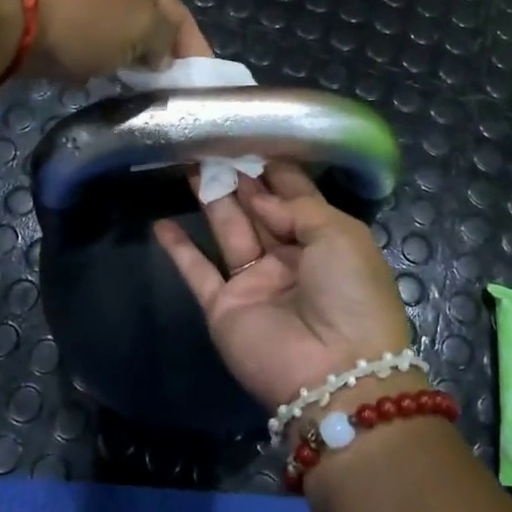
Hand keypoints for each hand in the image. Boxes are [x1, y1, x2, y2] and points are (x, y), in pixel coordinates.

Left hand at [10, 0, 212, 80]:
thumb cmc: (83, 17)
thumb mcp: (141, 25)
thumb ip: (165, 39)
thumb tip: (162, 56)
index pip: (176, 10)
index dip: (194, 46)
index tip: (201, 82)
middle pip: (141, 20)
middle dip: (155, 55)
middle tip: (163, 91)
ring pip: (107, 33)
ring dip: (120, 61)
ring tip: (127, 91)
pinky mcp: (34, 15)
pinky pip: (75, 43)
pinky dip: (87, 62)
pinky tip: (85, 81)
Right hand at [155, 162, 414, 410]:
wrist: (335, 372)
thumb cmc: (350, 294)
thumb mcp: (340, 235)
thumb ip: (298, 207)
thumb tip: (262, 197)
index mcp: (325, 242)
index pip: (296, 198)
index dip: (276, 172)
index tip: (253, 140)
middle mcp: (289, 259)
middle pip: (260, 211)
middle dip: (241, 179)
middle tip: (215, 145)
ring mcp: (255, 283)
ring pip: (229, 231)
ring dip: (212, 200)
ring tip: (190, 164)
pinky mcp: (224, 307)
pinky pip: (197, 272)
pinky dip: (179, 249)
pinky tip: (161, 223)